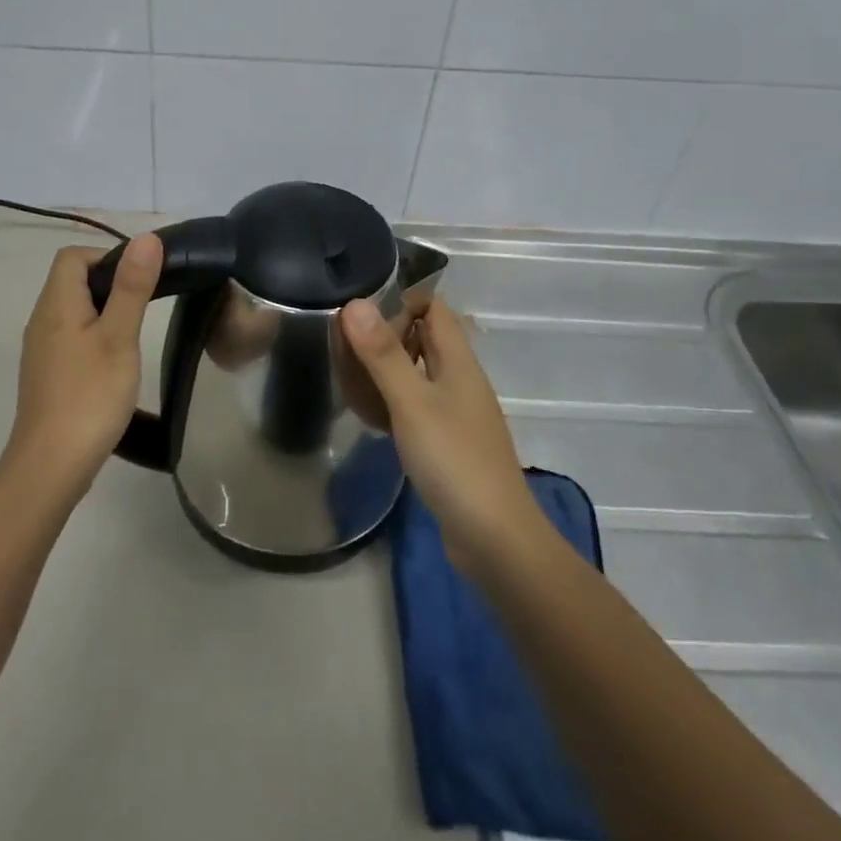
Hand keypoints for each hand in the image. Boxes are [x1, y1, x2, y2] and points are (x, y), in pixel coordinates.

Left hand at [7, 234, 163, 499]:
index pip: (73, 256)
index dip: (107, 256)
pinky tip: (113, 362)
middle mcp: (42, 320)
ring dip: (103, 311)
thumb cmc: (90, 395)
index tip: (139, 279)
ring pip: (72, 310)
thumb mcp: (119, 337)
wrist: (51, 465)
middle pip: (72, 281)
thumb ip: (132, 287)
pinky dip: (93, 336)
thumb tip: (146, 238)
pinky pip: (70, 337)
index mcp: (56, 304)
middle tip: (145, 306)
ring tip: (133, 334)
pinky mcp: (47, 373)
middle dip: (109, 283)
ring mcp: (41, 349)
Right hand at [340, 296, 541, 571]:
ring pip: (416, 374)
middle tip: (344, 350)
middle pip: (422, 338)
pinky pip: (415, 407)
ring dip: (384, 372)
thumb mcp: (412, 403)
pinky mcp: (448, 442)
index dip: (399, 301)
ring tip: (349, 381)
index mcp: (458, 361)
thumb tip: (355, 302)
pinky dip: (391, 403)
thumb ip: (383, 354)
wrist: (495, 539)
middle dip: (384, 337)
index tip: (360, 316)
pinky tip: (369, 418)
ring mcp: (456, 413)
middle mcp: (459, 379)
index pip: (433, 306)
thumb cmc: (454, 460)